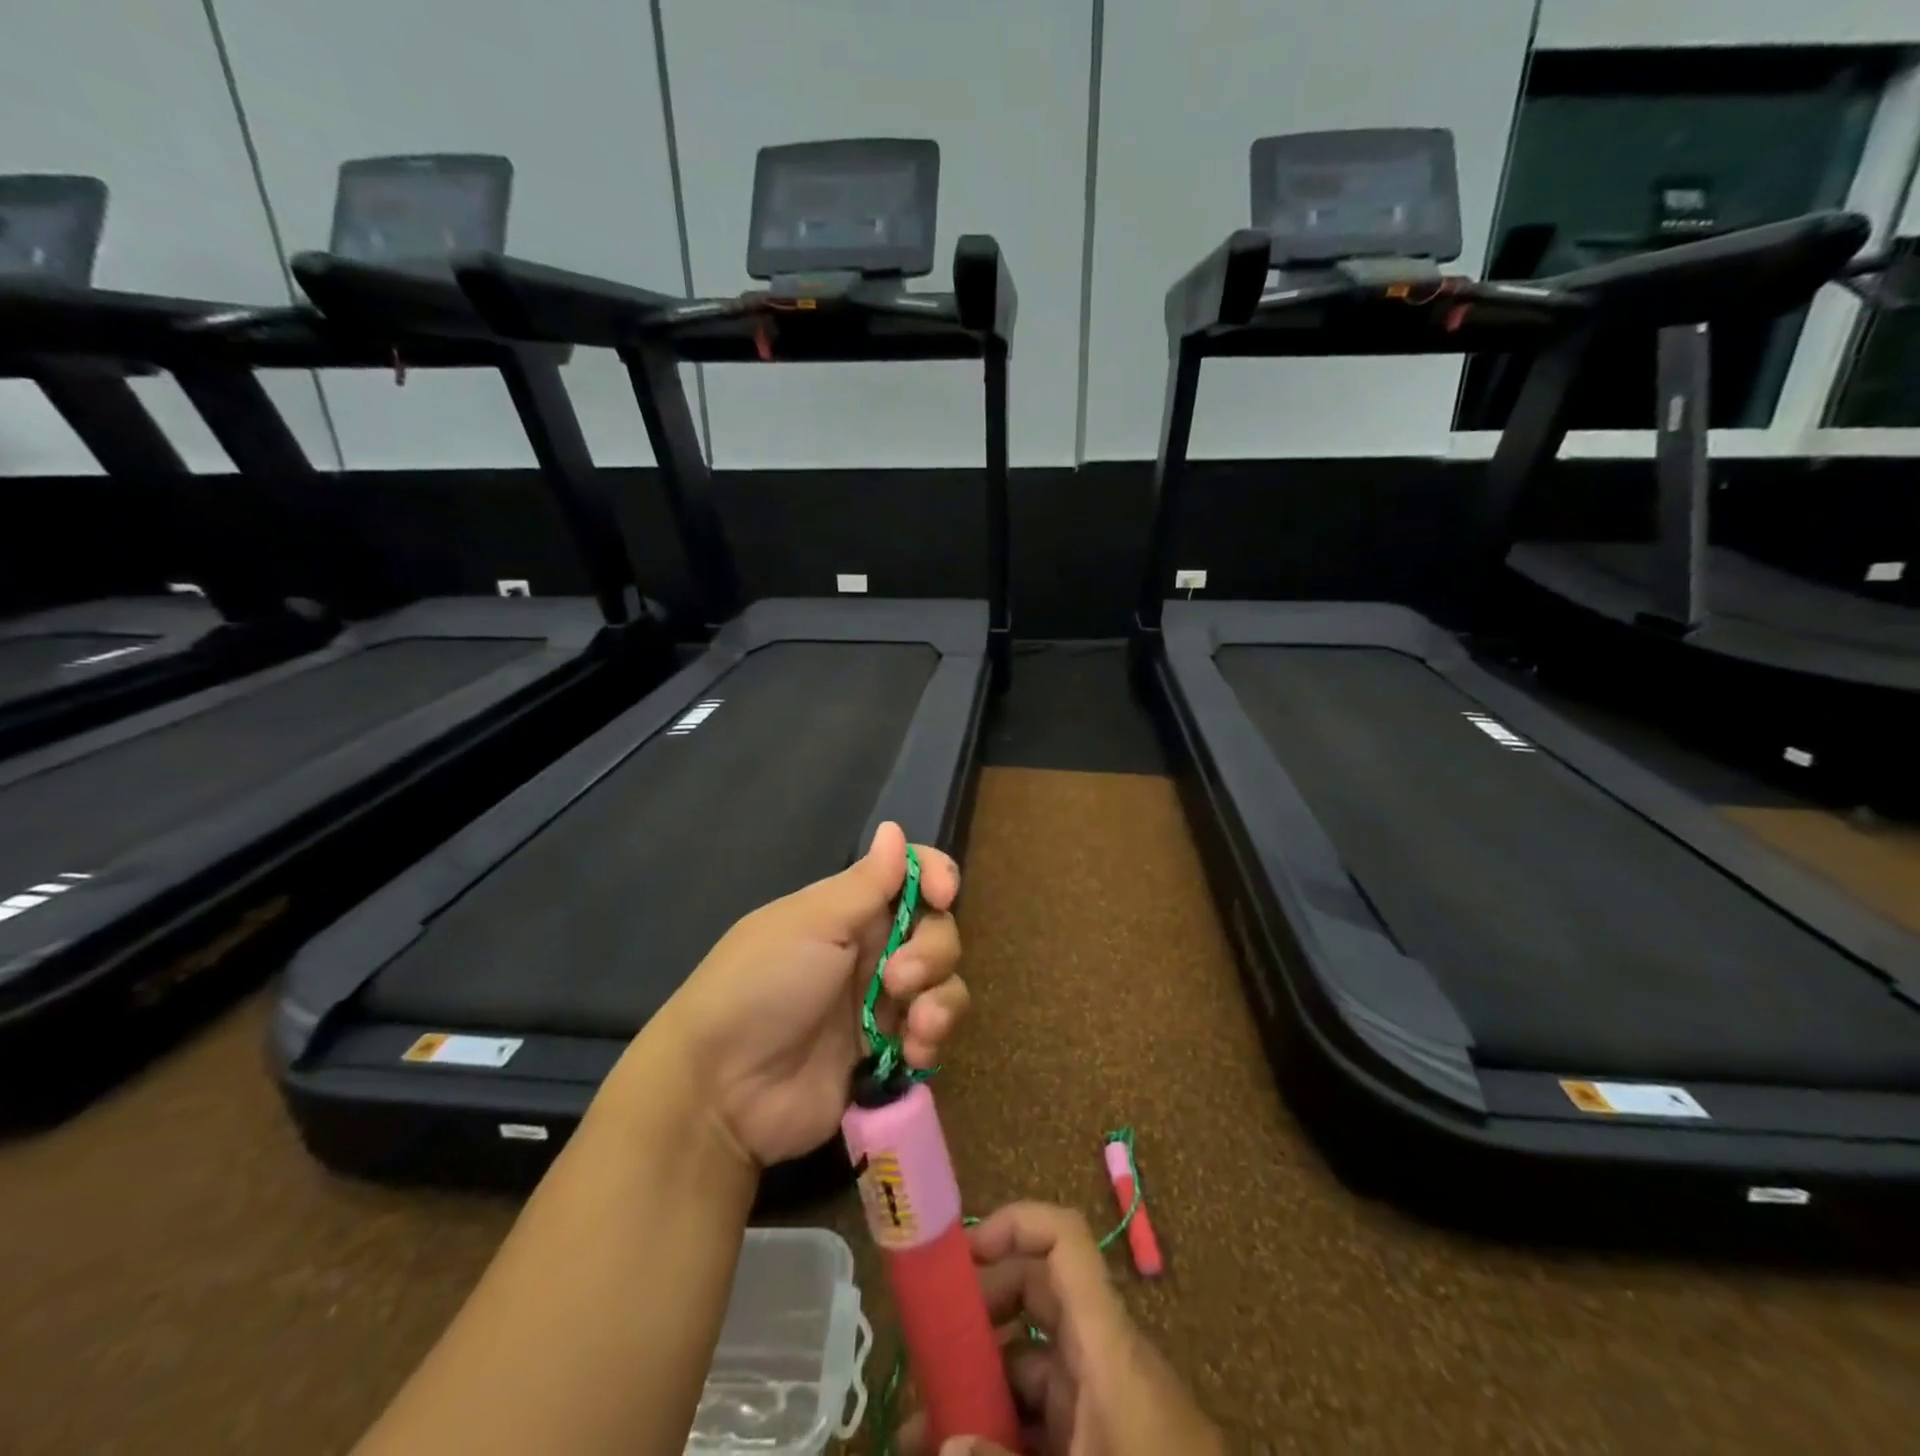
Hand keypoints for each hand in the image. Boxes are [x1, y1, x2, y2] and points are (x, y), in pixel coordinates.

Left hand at [646, 821, 967, 1167]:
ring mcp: (881, 1003)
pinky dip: (932, 1039)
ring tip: (916, 1027)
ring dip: (941, 999)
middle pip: (936, 929)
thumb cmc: (763, 986)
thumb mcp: (812, 924)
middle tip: (898, 979)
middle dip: (933, 950)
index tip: (942, 895)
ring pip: (943, 982)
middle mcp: (870, 949)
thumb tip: (894, 827)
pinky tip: (913, 1055)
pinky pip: (933, 1033)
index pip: (908, 876)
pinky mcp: (888, 1052)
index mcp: (848, 910)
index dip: (934, 876)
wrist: (722, 1089)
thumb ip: (865, 882)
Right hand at [902, 1203, 1224, 1455]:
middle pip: (1036, 1293)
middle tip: (926, 1347)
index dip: (1015, 1224)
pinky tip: (966, 1453)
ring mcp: (1105, 1402)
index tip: (962, 1256)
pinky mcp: (1105, 1440)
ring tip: (920, 1430)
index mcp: (1106, 1343)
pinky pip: (1047, 1412)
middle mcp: (1104, 1356)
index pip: (1065, 1240)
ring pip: (1033, 1361)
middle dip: (979, 1311)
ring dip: (982, 1382)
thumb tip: (945, 1441)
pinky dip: (1007, 1426)